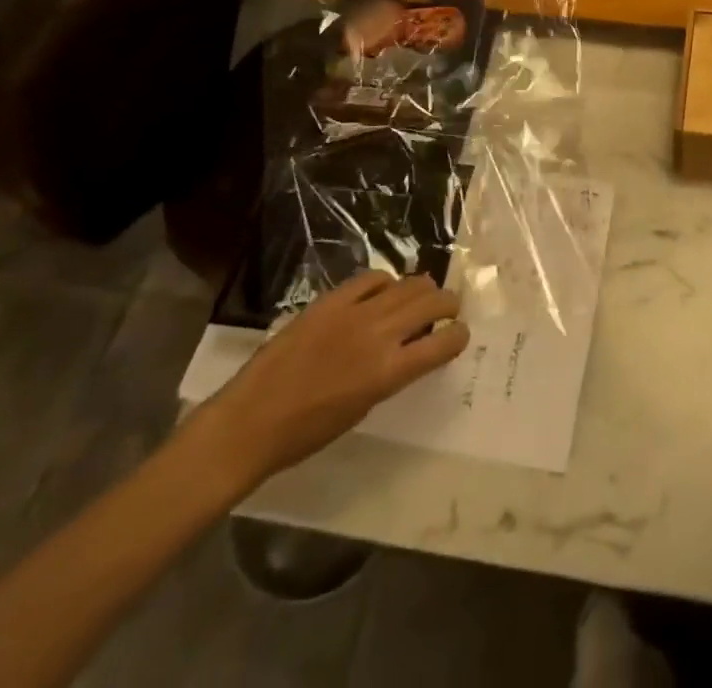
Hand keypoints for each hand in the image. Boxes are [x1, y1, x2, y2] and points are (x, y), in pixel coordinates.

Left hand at [202, 272, 469, 486]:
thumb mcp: (363, 408)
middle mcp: (378, 336)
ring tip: (423, 295)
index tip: (460, 335)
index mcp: (388, 373)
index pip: (442, 343)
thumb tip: (411, 350)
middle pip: (431, 303)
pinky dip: (385, 282)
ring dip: (423, 289)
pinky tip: (384, 291)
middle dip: (448, 304)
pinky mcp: (330, 300)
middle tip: (449, 309)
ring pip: (407, 284)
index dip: (458, 336)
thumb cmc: (307, 433)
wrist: (250, 422)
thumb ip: (392, 374)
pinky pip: (371, 278)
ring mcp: (354, 313)